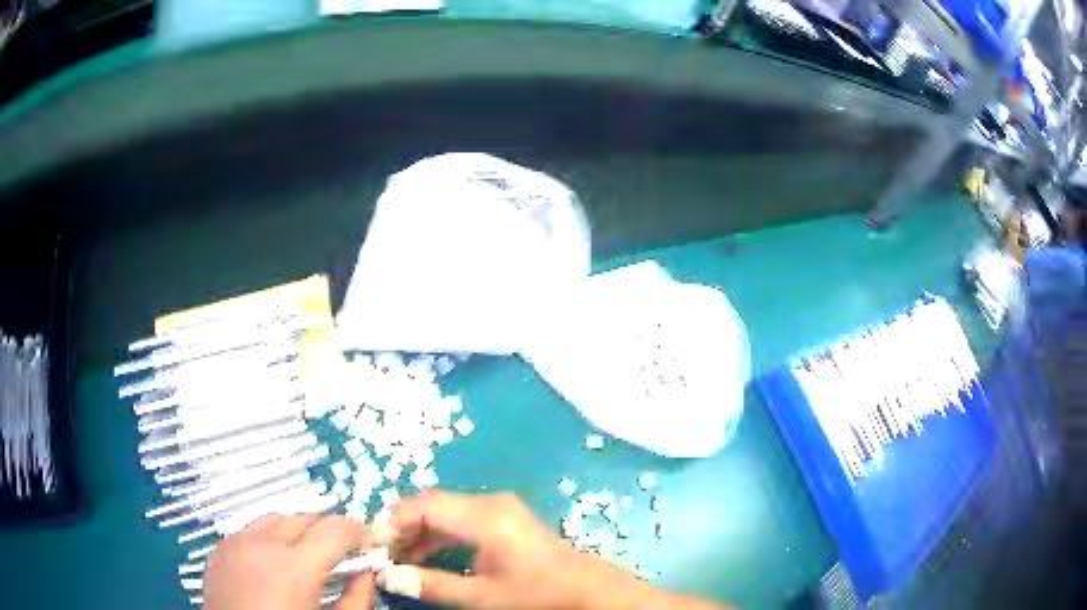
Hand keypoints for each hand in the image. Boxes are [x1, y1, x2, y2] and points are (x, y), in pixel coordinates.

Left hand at [204, 514, 376, 609]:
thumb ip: (357, 599)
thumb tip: (368, 572)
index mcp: (295, 567)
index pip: (335, 528)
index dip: (356, 531)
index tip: (367, 543)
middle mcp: (263, 543)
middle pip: (304, 518)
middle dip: (327, 531)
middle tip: (339, 552)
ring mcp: (236, 542)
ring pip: (274, 519)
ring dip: (296, 531)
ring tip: (304, 555)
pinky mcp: (220, 548)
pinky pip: (249, 530)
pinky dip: (268, 538)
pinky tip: (272, 563)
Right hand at [386, 491, 723, 609]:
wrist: (586, 589)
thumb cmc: (536, 593)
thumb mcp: (481, 596)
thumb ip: (432, 585)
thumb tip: (388, 575)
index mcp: (484, 516)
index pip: (425, 505)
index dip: (394, 521)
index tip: (374, 545)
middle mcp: (489, 503)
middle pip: (432, 505)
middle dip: (403, 528)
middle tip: (383, 556)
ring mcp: (498, 509)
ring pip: (444, 512)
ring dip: (420, 534)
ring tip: (399, 561)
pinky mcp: (503, 519)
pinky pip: (460, 520)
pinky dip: (439, 537)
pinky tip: (427, 558)